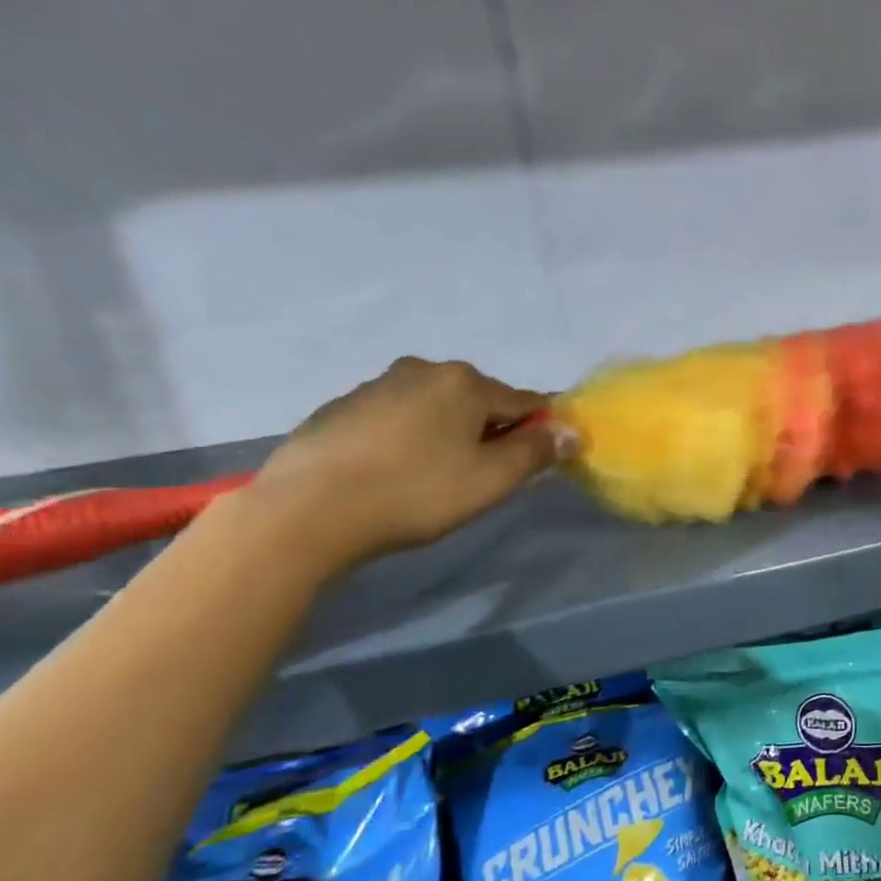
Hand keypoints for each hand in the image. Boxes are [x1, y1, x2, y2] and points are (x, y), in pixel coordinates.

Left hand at [249, 357, 576, 575]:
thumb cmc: (415, 493)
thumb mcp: (490, 479)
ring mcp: (378, 385)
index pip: (524, 401)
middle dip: (490, 432)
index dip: (540, 430)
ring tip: (434, 479)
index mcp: (465, 382)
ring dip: (448, 434)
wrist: (307, 510)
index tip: (539, 461)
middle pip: (479, 401)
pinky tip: (394, 473)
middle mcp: (424, 370)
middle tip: (481, 478)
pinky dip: (409, 438)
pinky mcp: (342, 407)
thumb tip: (573, 430)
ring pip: (436, 408)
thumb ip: (536, 452)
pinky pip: (397, 418)